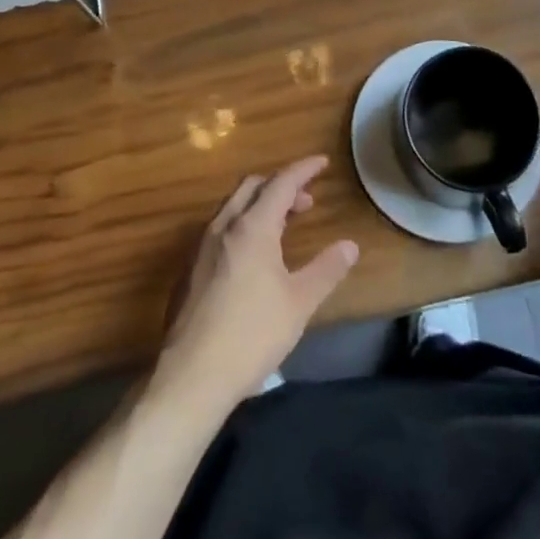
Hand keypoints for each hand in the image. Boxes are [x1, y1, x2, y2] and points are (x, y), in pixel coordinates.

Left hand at [156, 157, 359, 415]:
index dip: (303, 169)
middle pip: (252, 187)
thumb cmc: (251, 335)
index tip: (321, 162)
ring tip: (282, 226)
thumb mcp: (299, 303)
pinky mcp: (189, 270)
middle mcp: (223, 227)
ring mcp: (201, 247)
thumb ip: (326, 270)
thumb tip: (350, 245)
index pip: (281, 183)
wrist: (191, 376)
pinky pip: (219, 230)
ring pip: (233, 207)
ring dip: (259, 205)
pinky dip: (242, 225)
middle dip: (281, 186)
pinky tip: (252, 257)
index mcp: (251, 227)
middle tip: (305, 202)